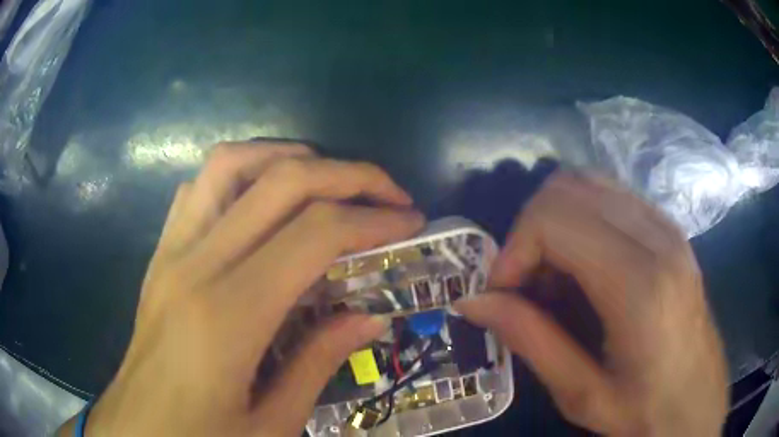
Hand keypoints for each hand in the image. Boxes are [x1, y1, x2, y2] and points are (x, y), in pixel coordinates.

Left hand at [59, 142, 423, 435]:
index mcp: (228, 317)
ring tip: (329, 180)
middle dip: (349, 175)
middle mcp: (195, 265)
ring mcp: (170, 252)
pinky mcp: (159, 254)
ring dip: (289, 158)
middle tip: (389, 192)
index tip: (411, 222)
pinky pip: (199, 189)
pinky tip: (263, 201)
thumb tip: (370, 315)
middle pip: (280, 181)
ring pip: (230, 164)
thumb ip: (320, 362)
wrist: (137, 430)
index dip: (373, 219)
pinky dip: (240, 175)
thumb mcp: (273, 423)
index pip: (314, 234)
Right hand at [455, 173, 727, 435]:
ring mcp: (669, 228)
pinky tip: (586, 268)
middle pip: (568, 188)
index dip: (513, 250)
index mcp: (639, 284)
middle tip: (525, 286)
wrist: (699, 408)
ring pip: (589, 184)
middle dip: (530, 231)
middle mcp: (658, 238)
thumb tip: (473, 302)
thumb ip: (530, 341)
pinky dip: (582, 220)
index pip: (554, 219)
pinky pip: (613, 198)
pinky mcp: (672, 232)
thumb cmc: (647, 414)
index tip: (503, 294)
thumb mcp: (583, 395)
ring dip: (556, 223)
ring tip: (554, 278)